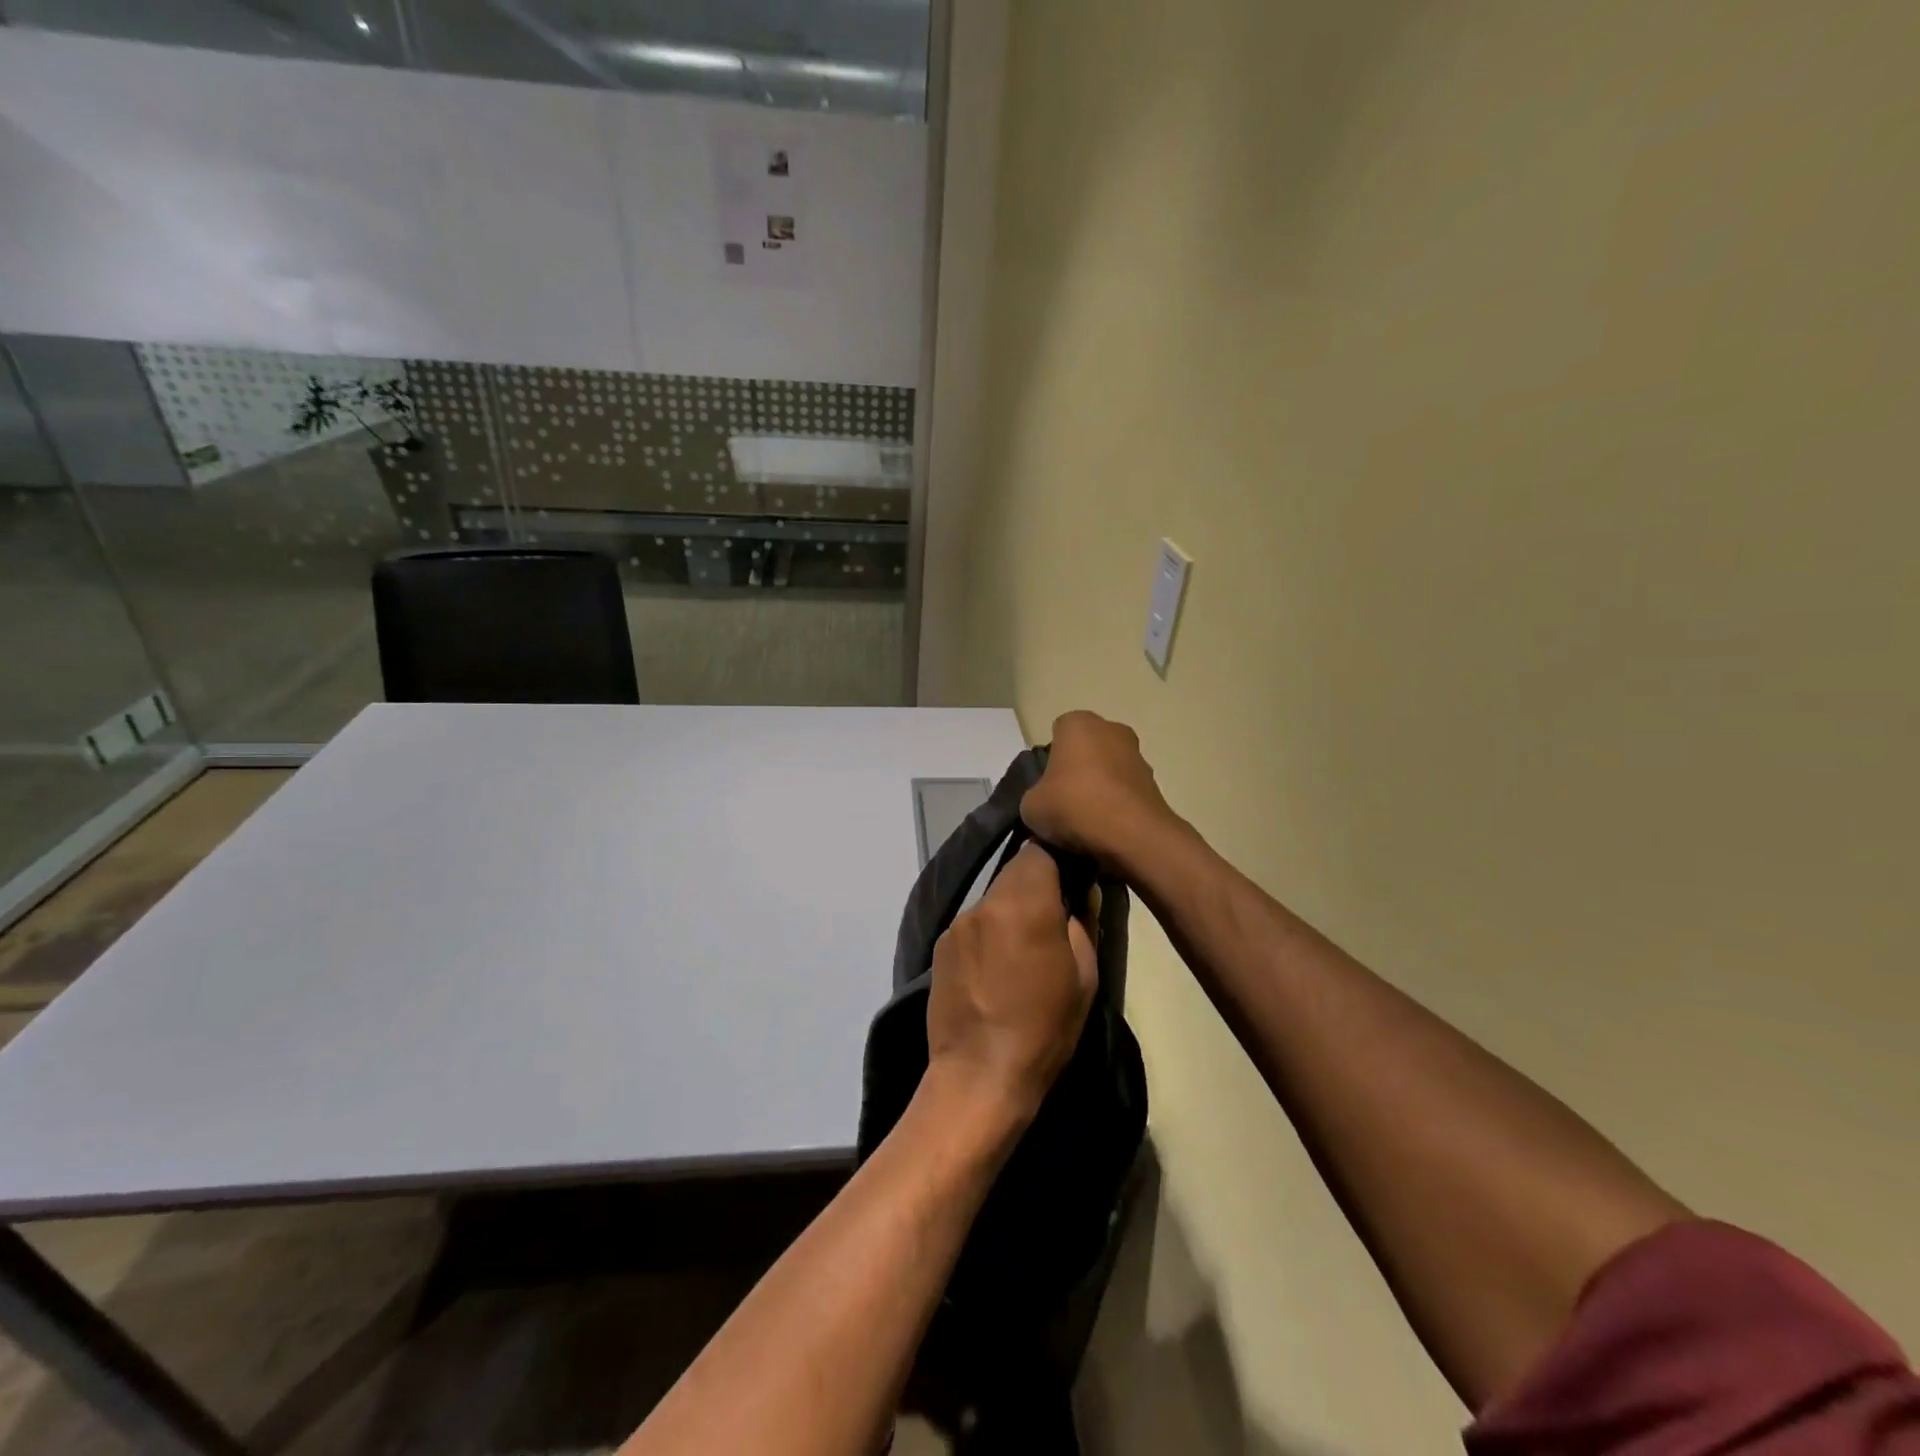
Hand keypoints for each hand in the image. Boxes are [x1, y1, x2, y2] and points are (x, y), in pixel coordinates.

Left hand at [925, 843, 1098, 1120]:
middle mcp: (985, 903)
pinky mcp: (939, 944)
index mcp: (1024, 904)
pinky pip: (973, 923)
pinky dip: (988, 931)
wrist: (979, 1075)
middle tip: (1052, 917)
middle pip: (1013, 872)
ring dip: (1009, 910)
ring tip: (1022, 948)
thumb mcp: (1085, 977)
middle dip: (1034, 885)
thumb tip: (1082, 892)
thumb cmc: (1043, 1029)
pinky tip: (994, 966)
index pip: (1038, 850)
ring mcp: (957, 923)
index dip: (1057, 858)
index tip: (1070, 880)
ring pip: (992, 898)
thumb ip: (1083, 923)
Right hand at [1021, 711, 1176, 869]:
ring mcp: (1137, 754)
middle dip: (1076, 770)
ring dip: (1099, 787)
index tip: (1046, 786)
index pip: (1057, 733)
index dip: (1049, 760)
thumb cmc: (1075, 806)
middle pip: (1086, 749)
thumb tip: (1044, 804)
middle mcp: (1111, 729)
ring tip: (1086, 821)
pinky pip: (1125, 790)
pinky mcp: (1154, 782)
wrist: (1132, 835)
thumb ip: (1034, 797)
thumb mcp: (1031, 807)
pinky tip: (1106, 828)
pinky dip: (1116, 804)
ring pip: (1108, 769)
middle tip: (1064, 801)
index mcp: (1078, 724)